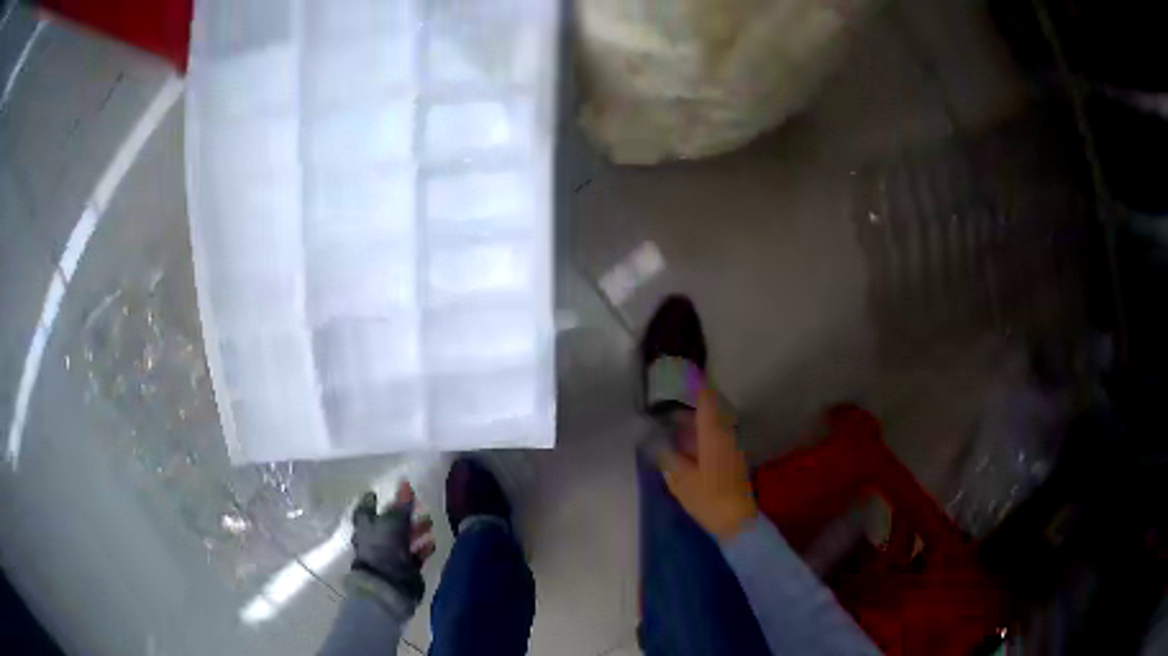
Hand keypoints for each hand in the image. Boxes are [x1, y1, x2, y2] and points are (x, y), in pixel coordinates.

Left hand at [350, 482, 434, 609]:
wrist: (388, 585)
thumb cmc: (384, 548)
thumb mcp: (394, 522)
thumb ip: (401, 505)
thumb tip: (405, 483)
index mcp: (365, 526)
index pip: (365, 509)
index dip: (371, 501)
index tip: (377, 494)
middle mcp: (374, 540)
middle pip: (387, 524)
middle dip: (402, 516)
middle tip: (417, 506)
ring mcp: (388, 555)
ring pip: (402, 539)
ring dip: (415, 531)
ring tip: (429, 523)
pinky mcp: (402, 569)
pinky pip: (413, 555)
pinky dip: (422, 548)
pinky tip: (432, 543)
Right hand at [657, 386, 758, 540]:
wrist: (736, 521)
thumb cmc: (707, 498)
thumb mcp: (680, 480)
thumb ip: (667, 456)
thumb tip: (656, 441)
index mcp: (714, 434)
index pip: (707, 399)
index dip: (696, 384)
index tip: (684, 373)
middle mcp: (726, 435)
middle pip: (712, 410)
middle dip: (692, 405)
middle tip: (671, 404)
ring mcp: (732, 447)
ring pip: (715, 425)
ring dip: (697, 422)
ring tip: (675, 426)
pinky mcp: (733, 460)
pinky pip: (717, 437)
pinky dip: (703, 435)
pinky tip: (688, 447)